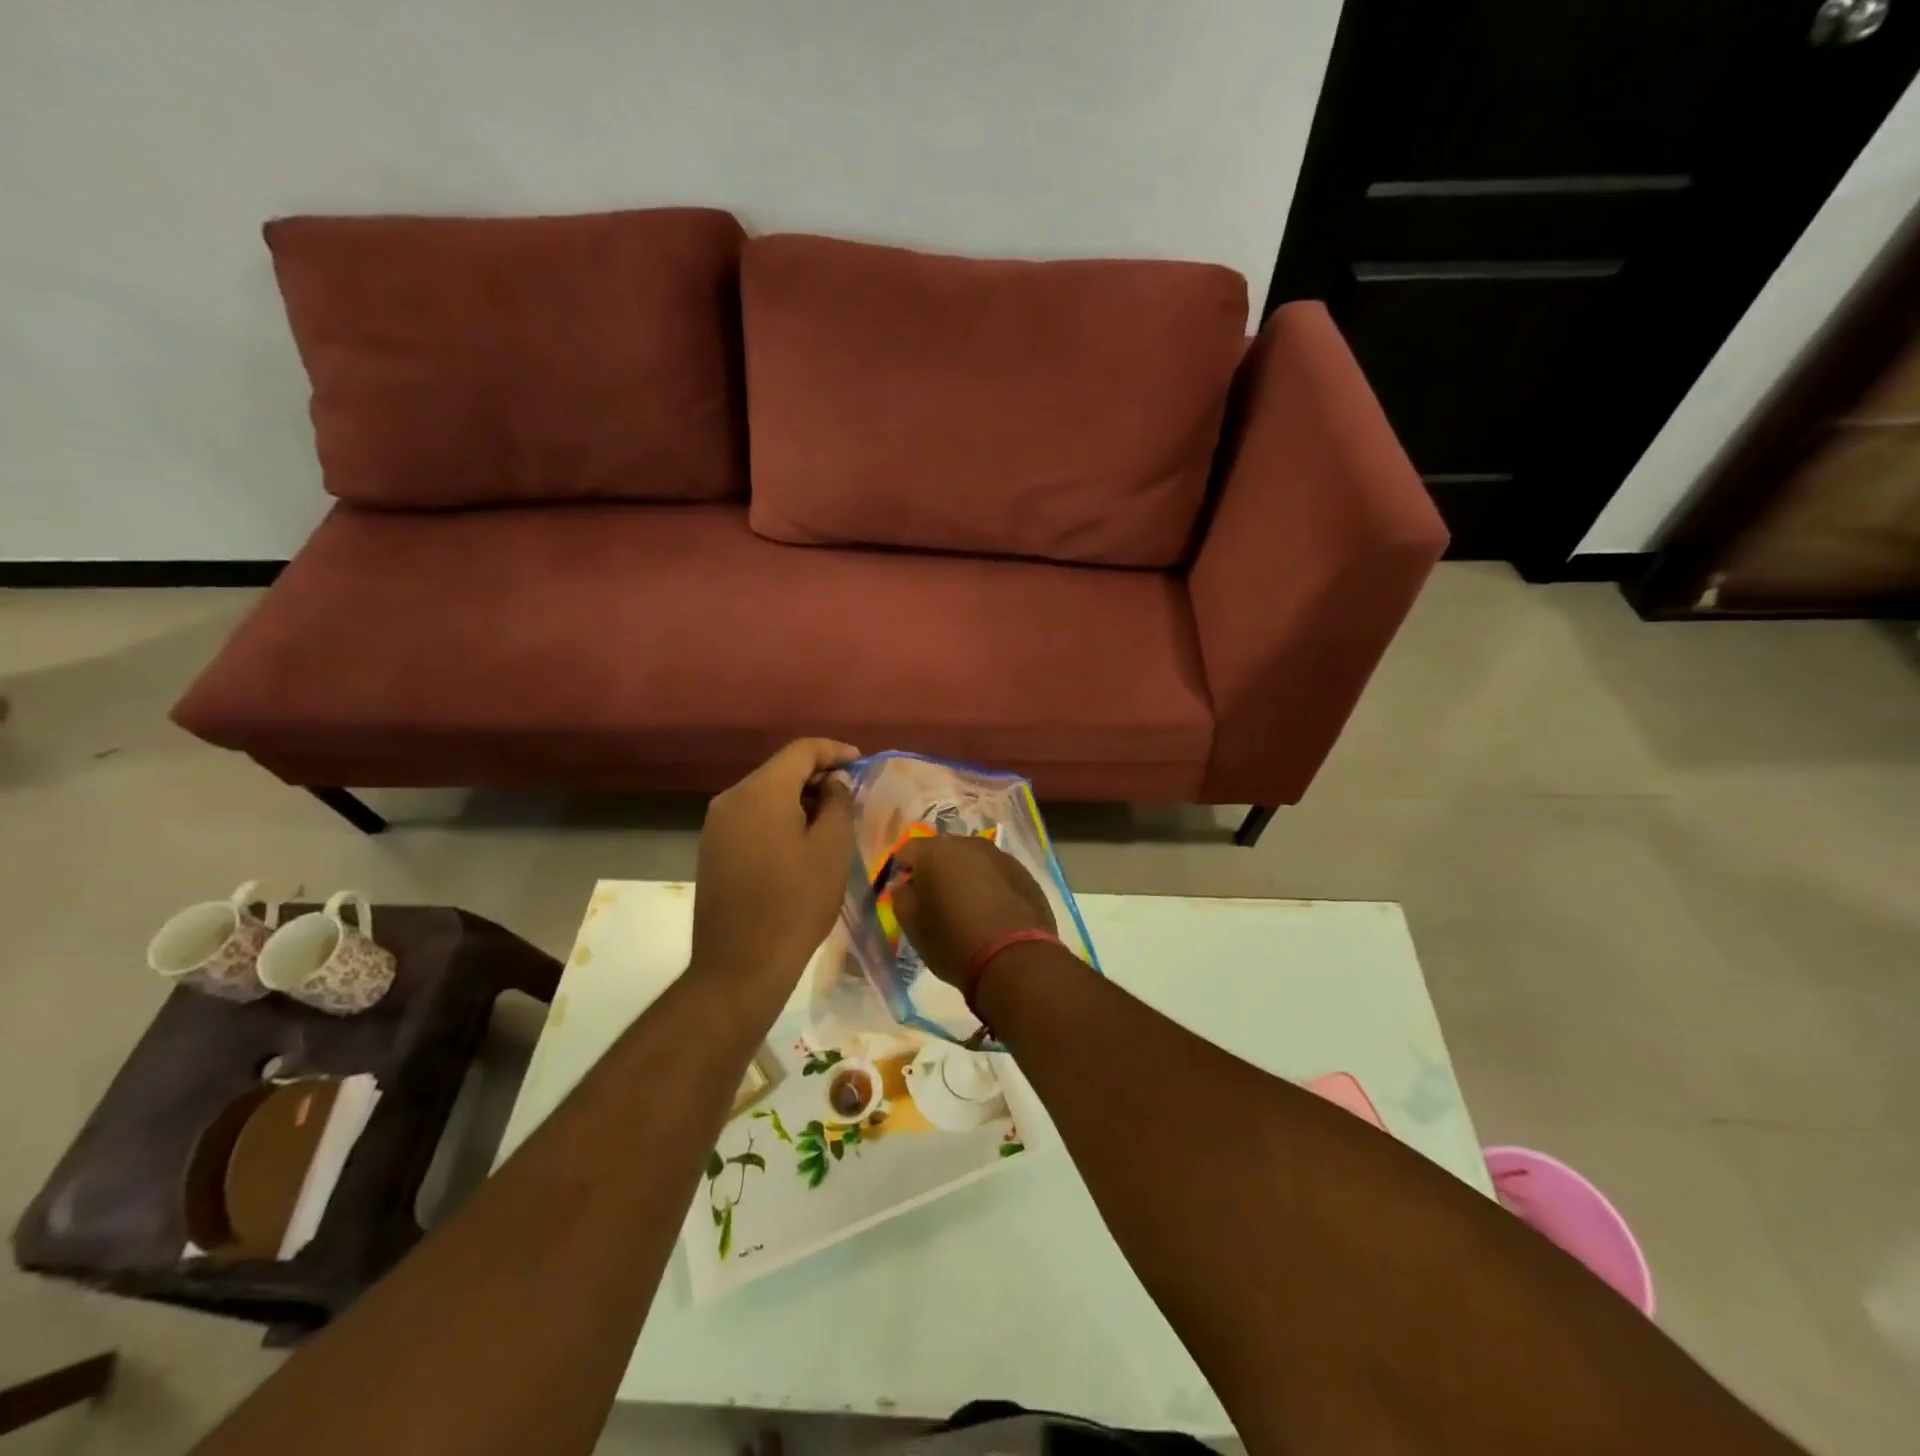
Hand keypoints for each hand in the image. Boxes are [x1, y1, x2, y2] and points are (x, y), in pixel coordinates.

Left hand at [692, 739, 858, 1002]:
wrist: (740, 966)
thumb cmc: (796, 903)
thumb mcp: (831, 849)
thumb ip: (838, 803)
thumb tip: (834, 781)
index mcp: (761, 791)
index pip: (801, 750)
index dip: (835, 751)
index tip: (861, 764)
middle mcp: (731, 798)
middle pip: (780, 770)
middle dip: (817, 775)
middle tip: (851, 795)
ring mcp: (716, 825)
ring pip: (765, 794)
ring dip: (799, 798)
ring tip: (830, 819)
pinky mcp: (712, 849)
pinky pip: (751, 817)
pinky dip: (779, 817)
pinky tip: (800, 841)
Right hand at [890, 835, 1055, 987]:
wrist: (1015, 960)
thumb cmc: (954, 942)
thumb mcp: (912, 926)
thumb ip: (902, 897)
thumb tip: (907, 885)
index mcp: (936, 852)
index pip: (907, 851)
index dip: (902, 872)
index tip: (906, 896)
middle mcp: (970, 844)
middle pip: (943, 851)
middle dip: (936, 871)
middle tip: (935, 901)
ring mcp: (1002, 857)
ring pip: (973, 861)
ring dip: (966, 877)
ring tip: (967, 908)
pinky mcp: (1025, 874)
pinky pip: (998, 875)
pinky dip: (991, 887)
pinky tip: (993, 914)